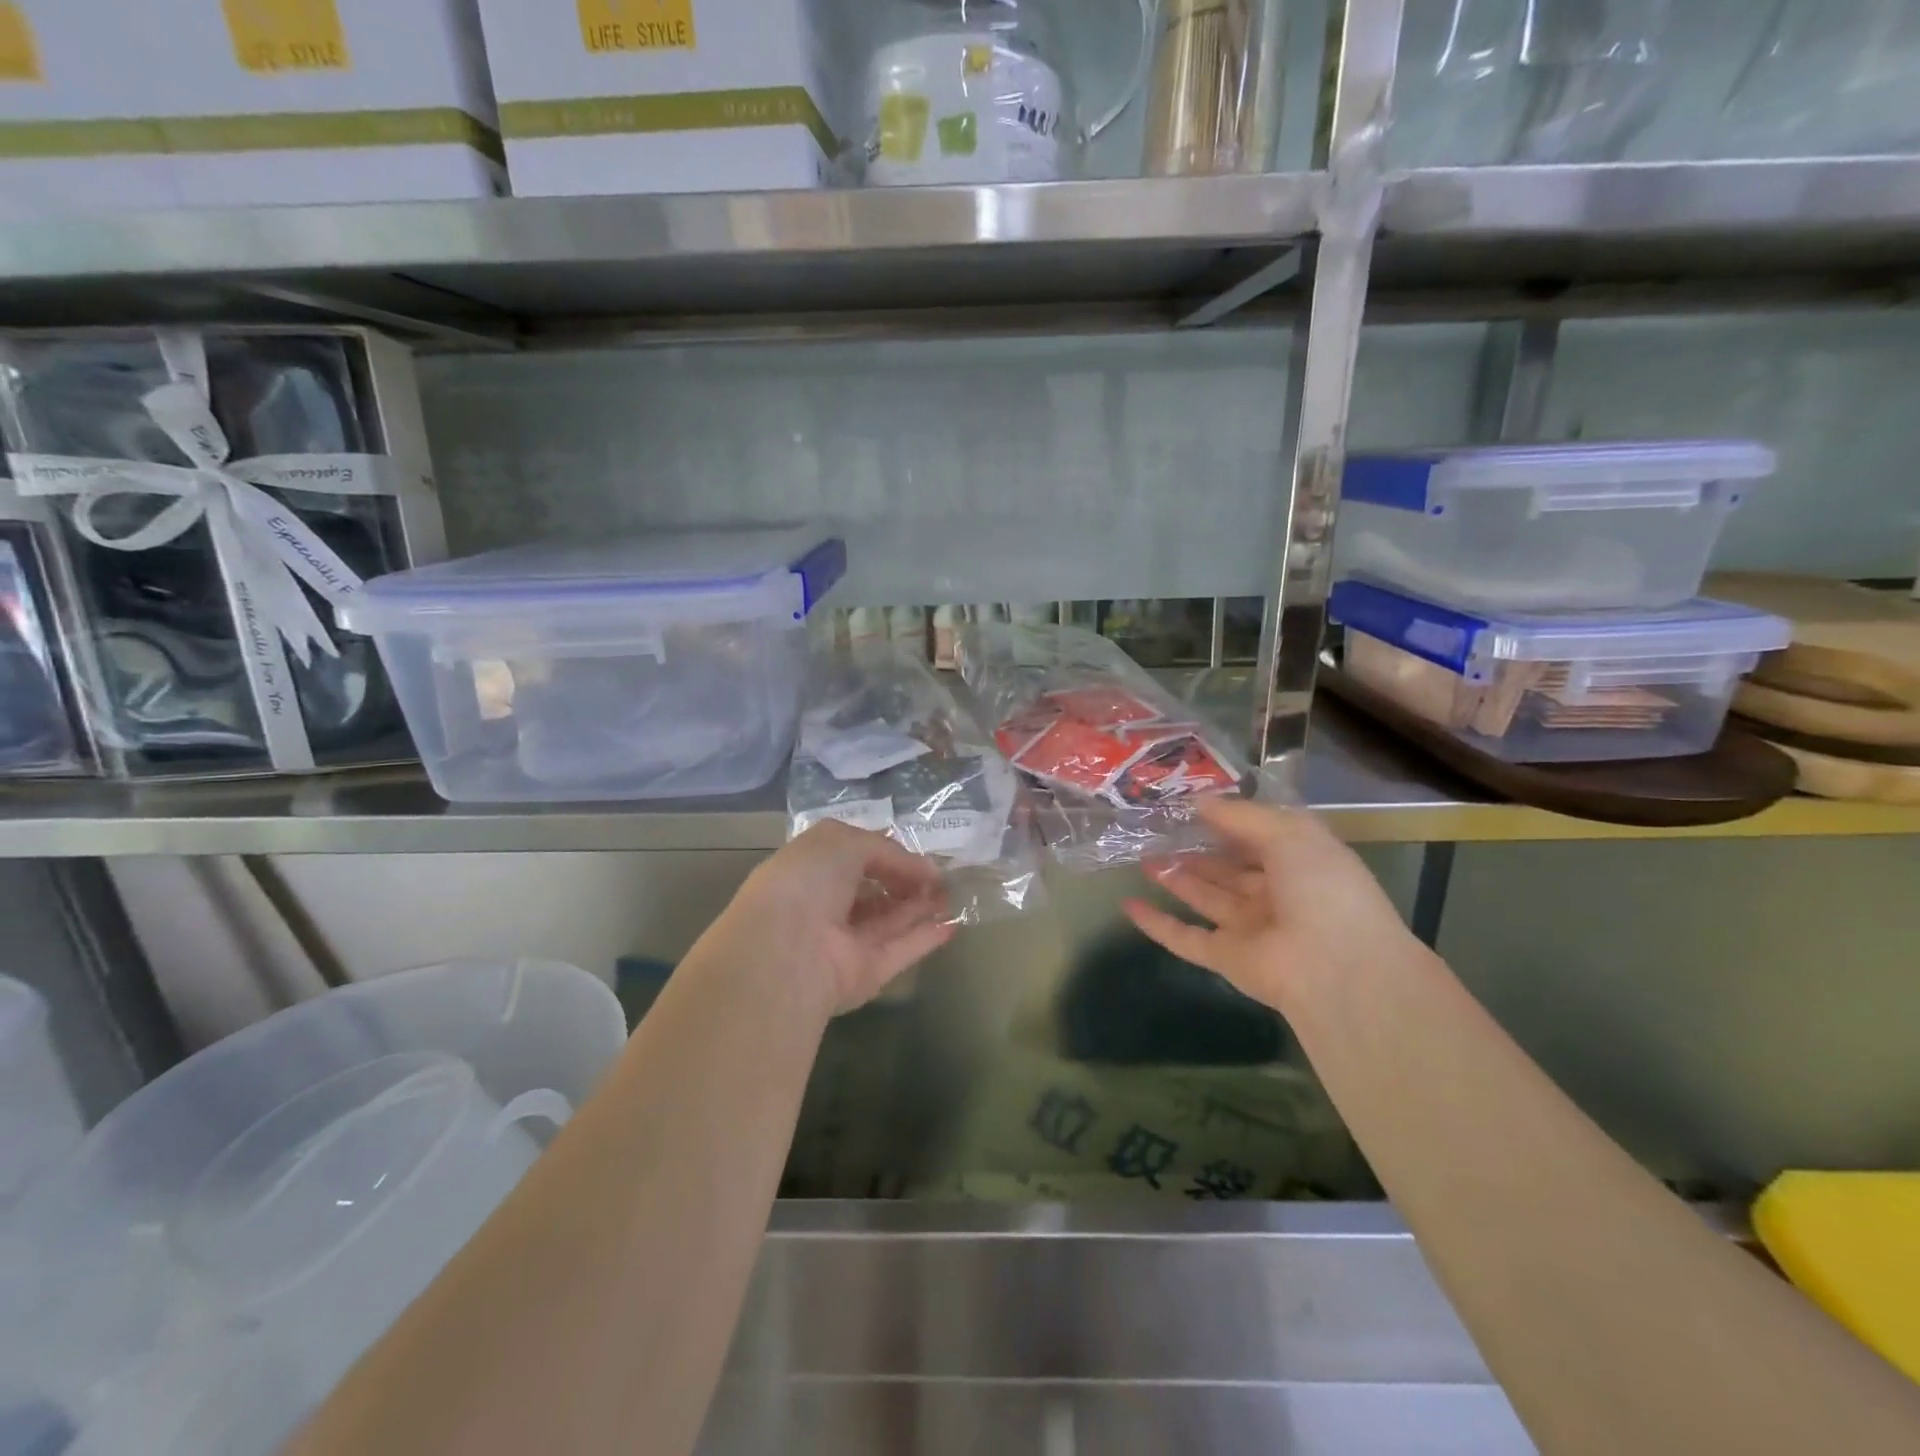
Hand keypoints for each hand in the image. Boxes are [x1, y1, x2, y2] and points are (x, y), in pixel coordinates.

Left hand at [707, 820, 955, 1020]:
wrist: (787, 949)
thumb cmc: (807, 881)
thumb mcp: (843, 841)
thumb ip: (886, 849)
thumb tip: (925, 868)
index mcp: (809, 872)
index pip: (852, 860)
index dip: (885, 854)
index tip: (917, 854)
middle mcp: (824, 908)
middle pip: (872, 893)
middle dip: (906, 882)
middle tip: (941, 875)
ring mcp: (845, 943)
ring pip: (889, 922)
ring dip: (920, 906)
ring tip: (952, 894)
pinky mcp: (866, 973)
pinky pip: (901, 951)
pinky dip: (926, 937)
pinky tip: (953, 923)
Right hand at [1124, 797, 1426, 1014]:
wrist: (1337, 968)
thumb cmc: (1323, 889)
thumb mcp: (1290, 833)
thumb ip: (1241, 816)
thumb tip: (1199, 802)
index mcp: (1300, 863)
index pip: (1258, 837)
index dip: (1227, 821)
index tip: (1189, 805)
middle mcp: (1275, 894)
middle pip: (1228, 869)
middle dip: (1196, 851)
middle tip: (1157, 831)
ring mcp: (1249, 928)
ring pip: (1205, 898)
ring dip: (1176, 879)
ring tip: (1142, 857)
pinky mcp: (1226, 958)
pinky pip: (1185, 938)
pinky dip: (1158, 923)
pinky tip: (1129, 906)